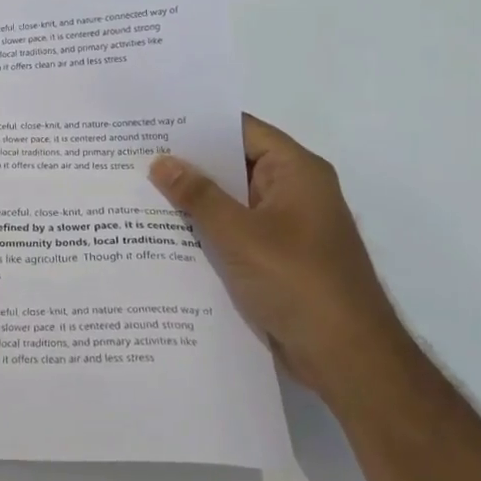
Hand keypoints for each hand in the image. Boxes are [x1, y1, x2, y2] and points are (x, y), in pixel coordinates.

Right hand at [149, 114, 412, 403]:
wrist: (347, 358)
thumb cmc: (299, 282)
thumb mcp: (240, 234)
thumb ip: (198, 195)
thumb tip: (161, 161)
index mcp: (296, 172)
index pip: (241, 130)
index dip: (198, 123)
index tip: (152, 122)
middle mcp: (293, 192)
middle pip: (233, 164)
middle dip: (187, 163)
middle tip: (133, 155)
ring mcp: (284, 227)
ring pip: (230, 201)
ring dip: (192, 200)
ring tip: (136, 189)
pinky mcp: (275, 259)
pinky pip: (233, 232)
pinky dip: (203, 230)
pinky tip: (161, 234)